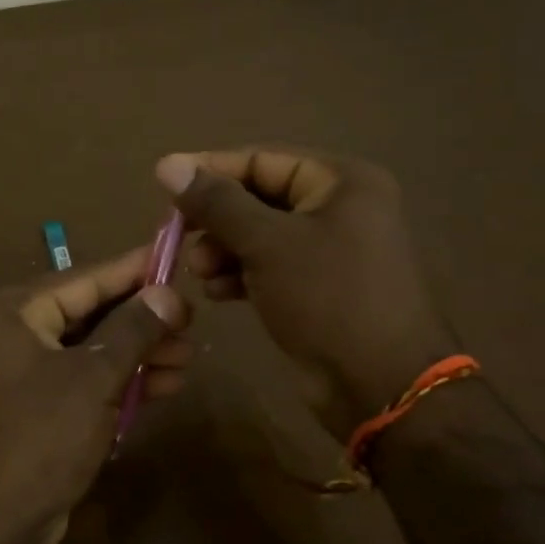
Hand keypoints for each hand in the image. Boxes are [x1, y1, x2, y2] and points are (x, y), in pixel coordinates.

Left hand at [0, 247, 191, 543]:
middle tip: (192, 323)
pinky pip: (81, 384)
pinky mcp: (30, 413)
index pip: (82, 278)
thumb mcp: (92, 379)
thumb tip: (168, 292)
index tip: (175, 255)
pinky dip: (118, 384)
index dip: (133, 269)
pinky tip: (163, 386)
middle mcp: (7, 336)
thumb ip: (132, 330)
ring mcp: (17, 377)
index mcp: (9, 313)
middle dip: (141, 321)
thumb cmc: (37, 440)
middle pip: (87, 314)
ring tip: (189, 358)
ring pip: (88, 352)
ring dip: (137, 355)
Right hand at [155, 147, 457, 438]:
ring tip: (198, 272)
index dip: (210, 170)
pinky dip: (241, 275)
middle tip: (179, 239)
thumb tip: (168, 165)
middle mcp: (339, 208)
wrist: (380, 384)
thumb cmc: (327, 298)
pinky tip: (216, 292)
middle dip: (216, 219)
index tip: (164, 185)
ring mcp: (331, 251)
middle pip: (259, 198)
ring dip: (223, 250)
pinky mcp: (318, 289)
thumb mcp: (267, 243)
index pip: (263, 159)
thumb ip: (217, 203)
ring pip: (261, 236)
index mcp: (341, 182)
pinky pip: (270, 268)